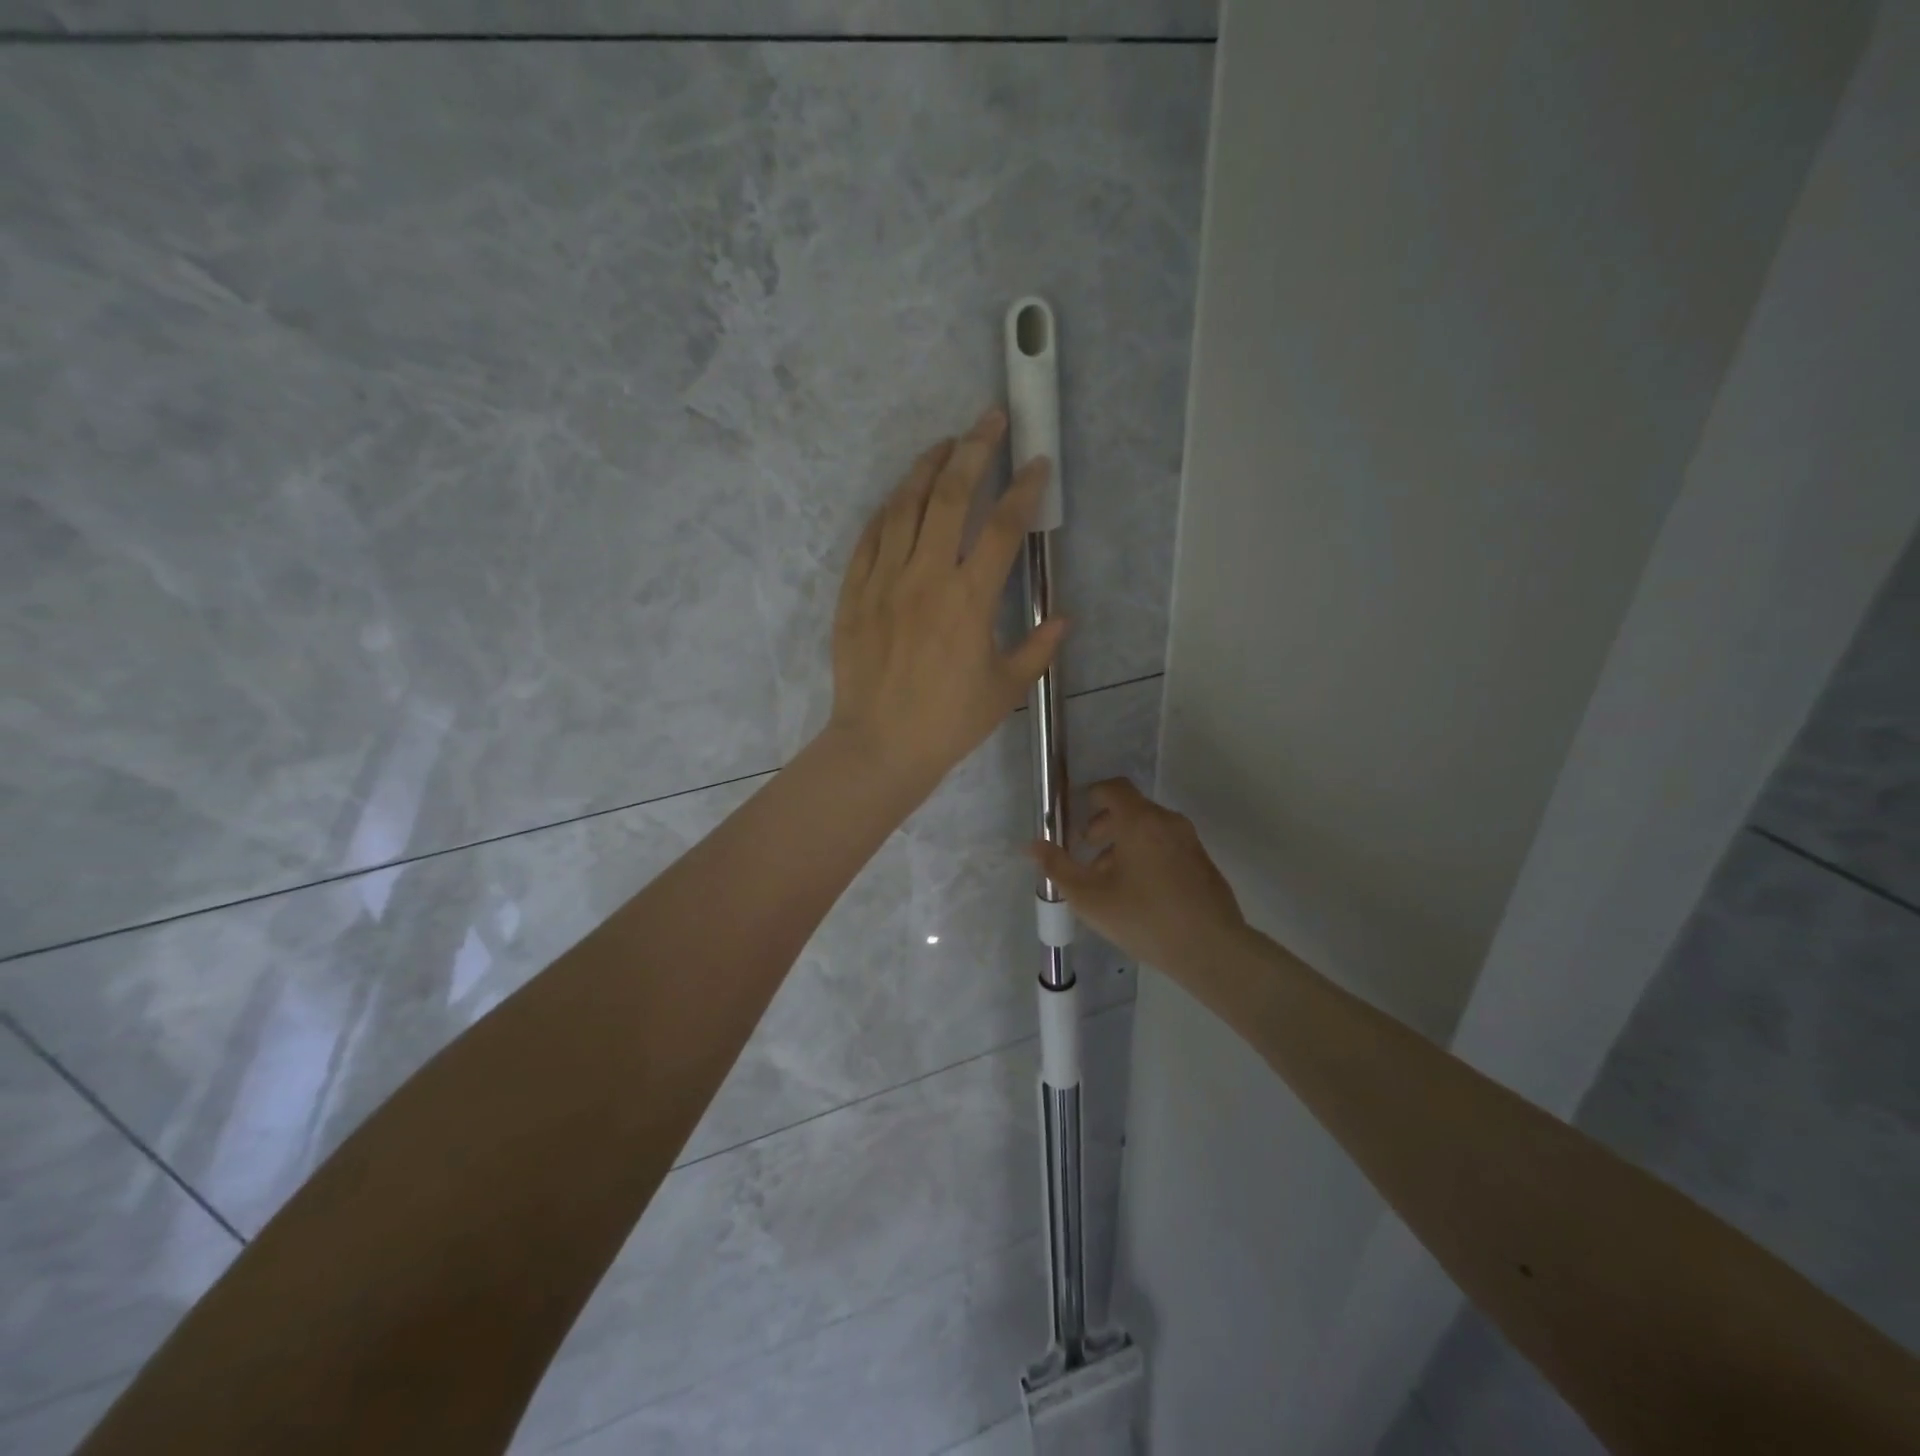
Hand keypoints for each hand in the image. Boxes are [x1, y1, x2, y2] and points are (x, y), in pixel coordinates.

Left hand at [827, 409, 1066, 789]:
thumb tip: (1064, 618)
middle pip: (950, 496)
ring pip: (904, 506)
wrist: (880, 745)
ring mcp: (884, 581)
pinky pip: (869, 537)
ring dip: (927, 467)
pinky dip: (888, 509)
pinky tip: (899, 496)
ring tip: (945, 443)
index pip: (1004, 527)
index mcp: (970, 600)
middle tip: (990, 420)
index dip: (1024, 488)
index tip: (1037, 463)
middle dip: (974, 450)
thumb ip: (1037, 649)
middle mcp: (926, 577)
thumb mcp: (1005, 689)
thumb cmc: (948, 722)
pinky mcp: (854, 592)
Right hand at [1030, 779, 1246, 975]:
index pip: (1113, 788)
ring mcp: (1189, 842)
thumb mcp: (1089, 897)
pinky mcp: (1202, 864)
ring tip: (1109, 882)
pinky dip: (1146, 857)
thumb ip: (1058, 868)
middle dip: (1104, 827)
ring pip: (1148, 831)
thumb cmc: (1144, 918)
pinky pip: (1166, 847)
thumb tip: (1032, 845)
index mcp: (1140, 821)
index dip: (1091, 798)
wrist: (1211, 949)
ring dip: (1124, 846)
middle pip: (1130, 810)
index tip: (1075, 823)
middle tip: (1087, 855)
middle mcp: (1168, 822)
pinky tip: (1139, 896)